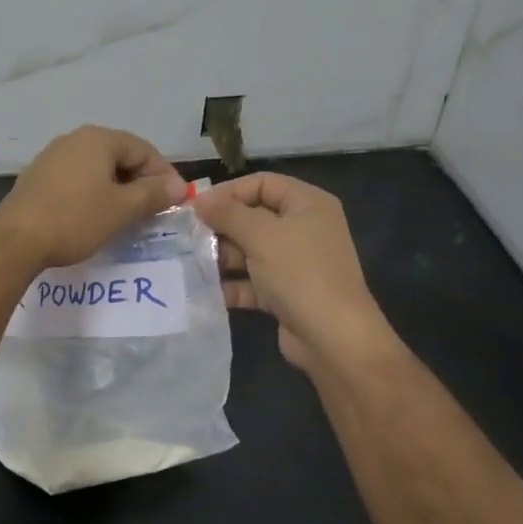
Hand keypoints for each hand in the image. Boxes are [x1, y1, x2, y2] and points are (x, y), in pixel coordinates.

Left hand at [0, 125, 188, 270]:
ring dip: (117, 189)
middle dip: (141, 182)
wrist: (15, 240)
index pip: (144, 149)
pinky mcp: (38, 177)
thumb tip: (180, 186)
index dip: (164, 175)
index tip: (176, 202)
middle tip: (154, 210)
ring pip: (97, 168)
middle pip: (120, 155)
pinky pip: (77, 179)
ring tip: (128, 216)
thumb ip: (153, 194)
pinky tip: (95, 216)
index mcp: (98, 139)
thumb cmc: (75, 218)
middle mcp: (75, 139)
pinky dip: (93, 193)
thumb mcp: (121, 209)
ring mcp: (53, 156)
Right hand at [194, 173, 389, 373]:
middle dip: (221, 227)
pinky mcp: (286, 293)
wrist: (334, 340)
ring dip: (222, 257)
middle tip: (188, 236)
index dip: (228, 191)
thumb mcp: (261, 235)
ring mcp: (295, 263)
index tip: (196, 206)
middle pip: (253, 217)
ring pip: (250, 250)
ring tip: (190, 263)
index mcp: (307, 204)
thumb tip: (198, 199)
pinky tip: (204, 290)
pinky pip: (253, 281)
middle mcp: (304, 228)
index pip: (262, 183)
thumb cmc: (300, 273)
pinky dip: (232, 284)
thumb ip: (227, 213)